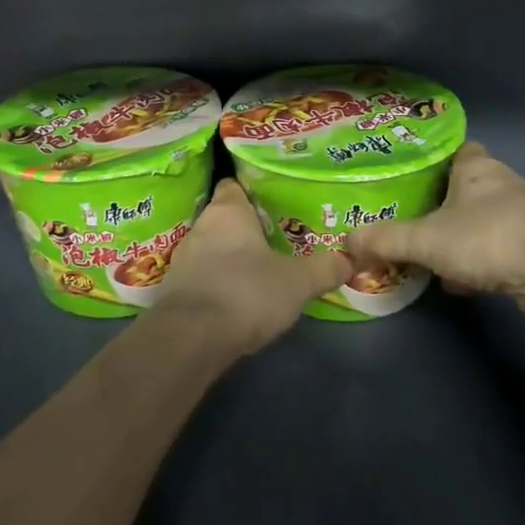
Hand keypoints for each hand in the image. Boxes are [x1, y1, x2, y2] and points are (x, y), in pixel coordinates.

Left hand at [152, 178, 351, 354]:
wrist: (191, 339)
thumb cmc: (246, 292)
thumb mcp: (297, 282)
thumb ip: (324, 269)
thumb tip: (349, 260)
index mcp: (227, 211)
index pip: (235, 185)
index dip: (254, 191)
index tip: (276, 202)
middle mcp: (200, 227)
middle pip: (226, 219)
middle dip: (249, 229)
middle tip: (279, 238)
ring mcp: (183, 259)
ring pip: (213, 249)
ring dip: (233, 258)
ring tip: (262, 269)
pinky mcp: (175, 290)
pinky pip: (203, 277)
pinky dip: (219, 283)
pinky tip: (240, 298)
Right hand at [346, 142, 524, 326]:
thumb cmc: (489, 238)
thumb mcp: (425, 239)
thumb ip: (385, 240)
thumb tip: (344, 243)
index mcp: (477, 169)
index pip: (458, 150)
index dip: (436, 158)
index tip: (411, 174)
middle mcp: (503, 187)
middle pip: (467, 189)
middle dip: (442, 204)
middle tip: (409, 217)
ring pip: (483, 223)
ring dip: (460, 238)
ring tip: (425, 253)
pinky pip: (497, 253)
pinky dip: (478, 266)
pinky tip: (457, 284)